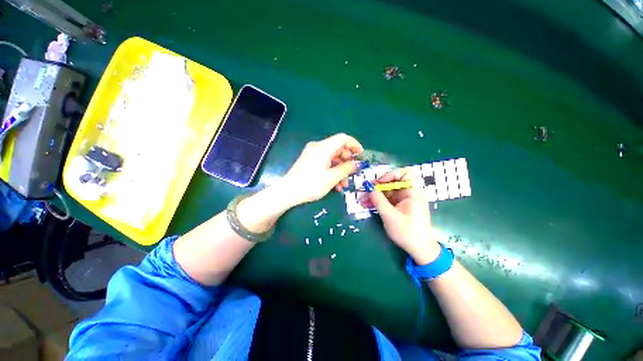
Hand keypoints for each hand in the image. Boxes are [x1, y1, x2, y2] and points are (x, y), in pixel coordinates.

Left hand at [279, 133, 363, 205]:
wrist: (288, 193)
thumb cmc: (310, 185)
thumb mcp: (331, 178)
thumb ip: (346, 169)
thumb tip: (357, 164)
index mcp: (323, 148)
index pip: (342, 138)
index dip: (354, 144)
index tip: (361, 155)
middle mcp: (317, 147)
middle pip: (337, 148)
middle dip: (347, 161)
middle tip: (352, 173)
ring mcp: (312, 154)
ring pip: (332, 157)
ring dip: (340, 169)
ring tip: (344, 184)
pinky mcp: (309, 161)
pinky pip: (325, 162)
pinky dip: (332, 170)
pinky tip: (336, 184)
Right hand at [367, 168, 440, 264]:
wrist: (419, 250)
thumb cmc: (408, 232)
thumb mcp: (390, 216)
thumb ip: (379, 200)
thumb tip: (369, 188)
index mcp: (413, 193)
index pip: (404, 174)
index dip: (390, 175)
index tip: (378, 183)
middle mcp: (409, 194)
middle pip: (392, 183)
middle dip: (378, 187)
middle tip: (365, 192)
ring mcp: (404, 201)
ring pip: (388, 192)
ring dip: (376, 195)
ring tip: (363, 200)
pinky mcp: (400, 207)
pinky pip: (388, 200)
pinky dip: (379, 201)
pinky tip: (369, 205)